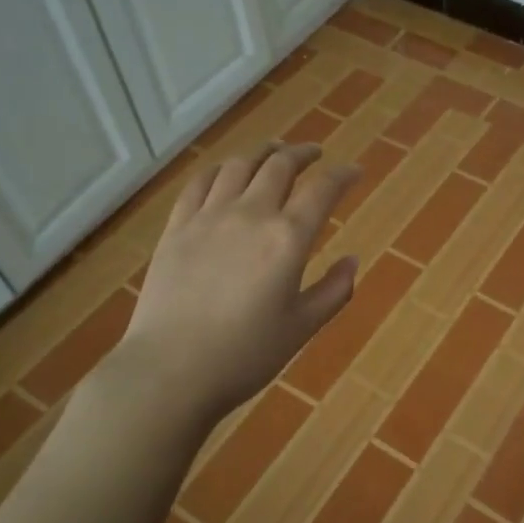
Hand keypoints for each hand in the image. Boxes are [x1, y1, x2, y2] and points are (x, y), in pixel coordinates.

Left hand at [118, 142, 359, 425]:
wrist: (170, 370)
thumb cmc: (244, 355)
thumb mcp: (302, 328)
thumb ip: (334, 291)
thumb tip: (352, 260)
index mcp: (287, 238)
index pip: (322, 190)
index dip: (342, 175)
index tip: (354, 171)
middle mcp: (250, 215)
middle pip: (280, 165)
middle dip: (303, 153)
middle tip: (315, 153)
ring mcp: (208, 217)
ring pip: (239, 166)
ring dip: (262, 153)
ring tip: (273, 152)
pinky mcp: (176, 228)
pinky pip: (199, 183)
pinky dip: (219, 170)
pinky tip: (225, 172)